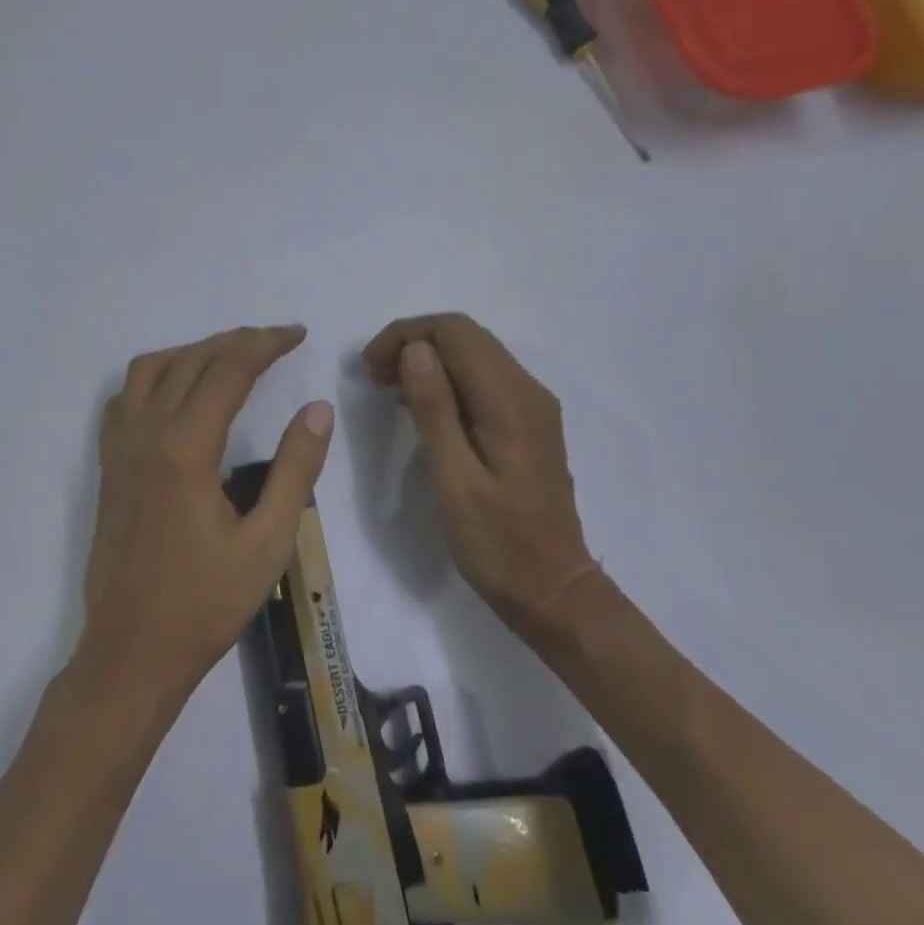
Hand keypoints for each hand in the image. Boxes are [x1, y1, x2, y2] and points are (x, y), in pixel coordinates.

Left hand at [81, 326, 333, 702]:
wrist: (131, 653)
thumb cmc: (205, 604)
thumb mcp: (267, 542)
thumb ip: (295, 469)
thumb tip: (317, 409)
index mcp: (185, 448)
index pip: (229, 369)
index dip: (266, 344)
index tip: (297, 335)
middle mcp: (145, 433)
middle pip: (191, 360)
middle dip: (236, 341)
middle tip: (276, 341)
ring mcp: (119, 448)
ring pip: (151, 369)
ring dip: (193, 352)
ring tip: (231, 360)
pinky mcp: (108, 466)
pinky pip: (126, 397)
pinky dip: (156, 377)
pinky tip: (178, 395)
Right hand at [364, 313, 596, 637]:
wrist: (554, 591)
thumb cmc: (498, 544)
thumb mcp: (455, 481)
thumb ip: (436, 411)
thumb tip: (415, 350)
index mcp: (511, 401)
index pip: (456, 332)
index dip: (406, 335)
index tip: (369, 367)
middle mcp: (527, 390)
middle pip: (467, 336)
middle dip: (414, 342)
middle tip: (372, 376)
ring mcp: (532, 406)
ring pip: (474, 354)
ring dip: (428, 359)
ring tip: (387, 387)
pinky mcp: (527, 423)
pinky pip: (482, 380)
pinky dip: (446, 380)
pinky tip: (419, 405)